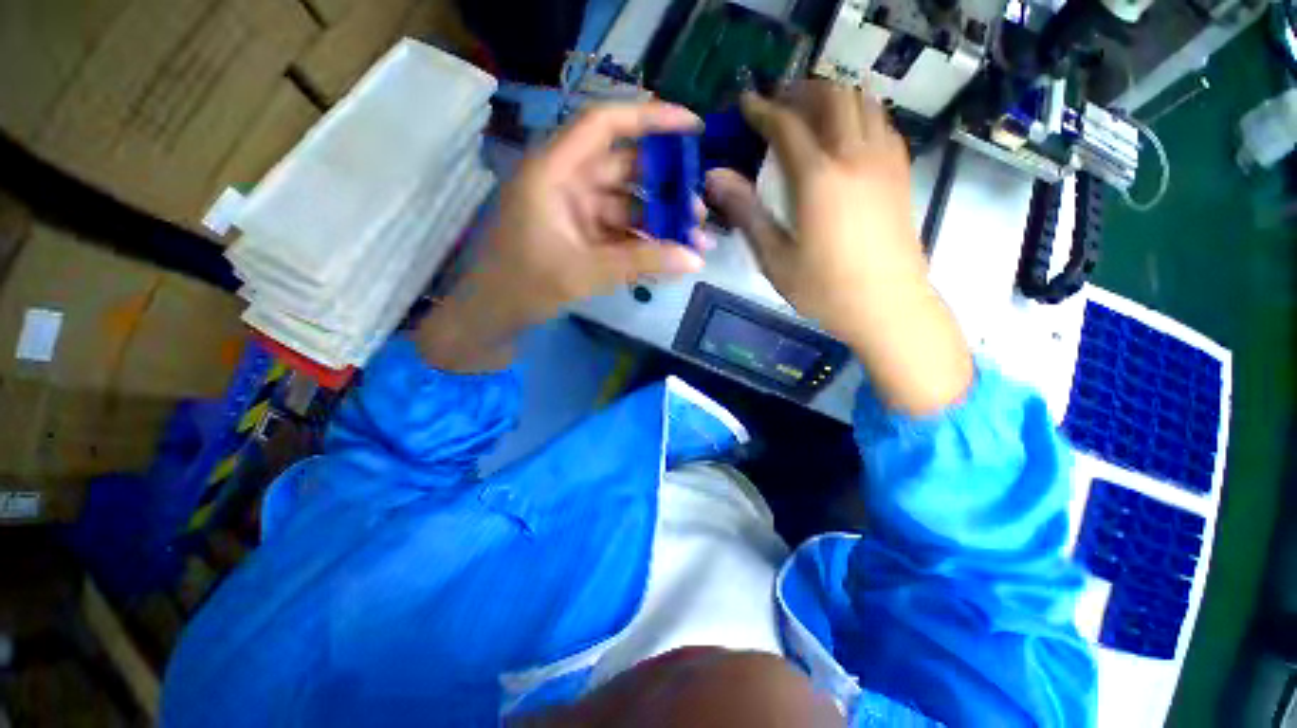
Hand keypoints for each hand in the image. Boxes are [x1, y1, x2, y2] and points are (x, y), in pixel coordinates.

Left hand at [417, 102, 706, 371]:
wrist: (494, 317)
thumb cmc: (525, 286)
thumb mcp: (586, 272)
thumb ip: (642, 262)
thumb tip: (695, 259)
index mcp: (554, 171)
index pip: (604, 124)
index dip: (650, 118)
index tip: (693, 128)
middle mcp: (566, 182)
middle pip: (625, 169)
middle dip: (665, 188)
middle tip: (699, 211)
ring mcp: (575, 210)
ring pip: (627, 204)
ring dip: (659, 221)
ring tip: (694, 241)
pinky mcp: (582, 235)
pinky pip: (620, 230)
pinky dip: (643, 241)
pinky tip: (668, 256)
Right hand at [706, 81, 971, 414]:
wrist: (887, 306)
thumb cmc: (824, 288)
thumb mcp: (774, 257)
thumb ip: (746, 212)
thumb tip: (715, 176)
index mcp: (818, 178)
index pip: (787, 124)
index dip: (762, 109)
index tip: (746, 104)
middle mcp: (855, 156)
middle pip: (832, 97)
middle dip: (801, 92)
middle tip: (778, 106)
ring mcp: (884, 161)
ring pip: (862, 102)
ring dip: (833, 98)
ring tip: (810, 115)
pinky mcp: (900, 173)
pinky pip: (881, 123)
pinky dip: (858, 115)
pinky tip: (844, 137)